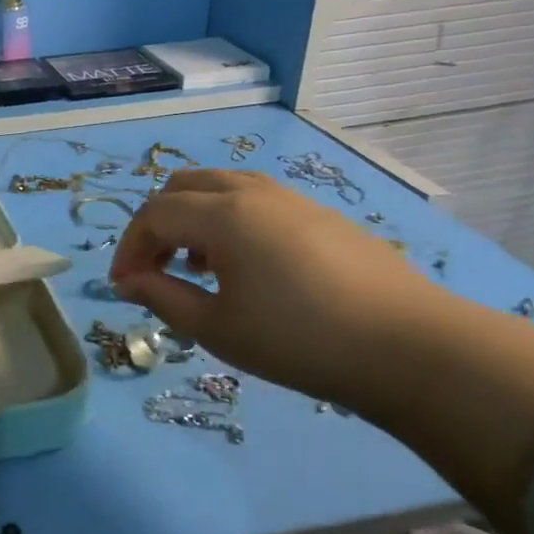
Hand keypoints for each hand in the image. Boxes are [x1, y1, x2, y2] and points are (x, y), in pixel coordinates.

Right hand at [109, 168, 433, 407]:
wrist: (410, 347)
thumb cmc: (299, 340)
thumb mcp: (218, 328)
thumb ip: (163, 297)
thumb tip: (128, 281)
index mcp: (223, 214)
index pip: (153, 215)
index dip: (129, 248)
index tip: (124, 287)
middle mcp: (253, 192)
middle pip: (183, 186)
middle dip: (157, 224)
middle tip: (155, 270)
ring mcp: (291, 198)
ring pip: (221, 187)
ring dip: (193, 218)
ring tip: (197, 268)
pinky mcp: (320, 214)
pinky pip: (255, 200)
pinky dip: (229, 221)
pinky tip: (245, 267)